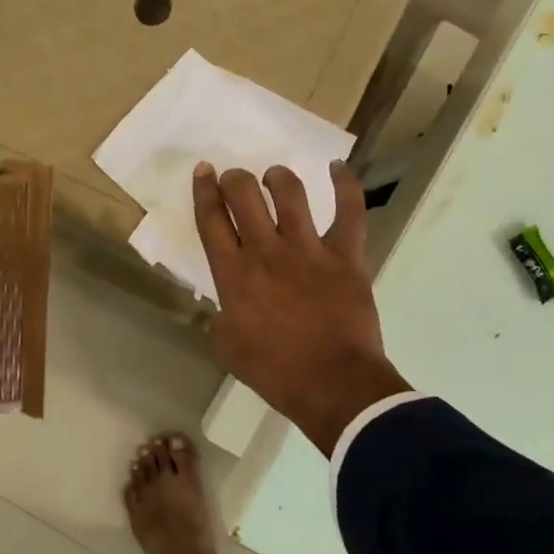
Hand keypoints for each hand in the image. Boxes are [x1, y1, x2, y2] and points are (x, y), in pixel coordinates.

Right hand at [192, 161, 409, 455]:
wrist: (332, 385)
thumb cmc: (275, 372)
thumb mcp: (228, 348)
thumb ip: (221, 319)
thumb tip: (224, 307)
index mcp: (233, 274)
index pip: (211, 220)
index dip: (204, 191)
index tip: (204, 170)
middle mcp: (266, 251)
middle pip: (244, 196)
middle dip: (236, 179)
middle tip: (237, 179)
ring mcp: (308, 249)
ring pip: (290, 193)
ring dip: (278, 178)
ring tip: (275, 177)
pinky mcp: (346, 255)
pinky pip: (350, 210)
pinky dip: (345, 185)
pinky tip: (337, 168)